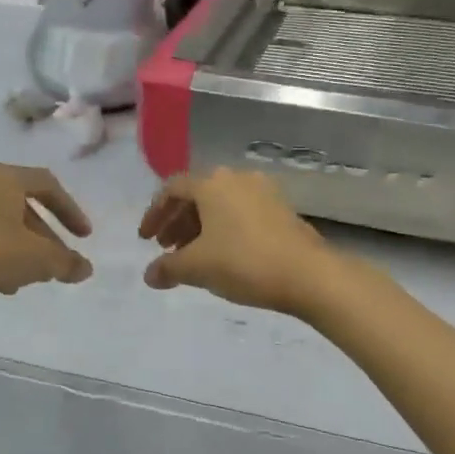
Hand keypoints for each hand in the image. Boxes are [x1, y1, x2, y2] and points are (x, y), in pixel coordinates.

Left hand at [0, 164, 92, 306]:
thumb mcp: (36, 260)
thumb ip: (65, 262)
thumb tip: (85, 269)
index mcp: (4, 177)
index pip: (48, 184)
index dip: (70, 211)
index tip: (83, 238)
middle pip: (21, 204)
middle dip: (43, 235)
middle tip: (55, 262)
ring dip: (19, 246)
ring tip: (28, 276)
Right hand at [139, 169, 337, 316]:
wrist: (308, 274)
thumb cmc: (244, 263)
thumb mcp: (197, 268)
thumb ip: (168, 268)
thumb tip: (150, 275)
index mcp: (212, 183)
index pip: (172, 189)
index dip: (154, 213)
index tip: (146, 240)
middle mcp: (237, 178)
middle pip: (197, 195)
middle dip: (178, 221)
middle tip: (167, 248)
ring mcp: (263, 191)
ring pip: (221, 204)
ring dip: (201, 226)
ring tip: (193, 256)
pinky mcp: (282, 209)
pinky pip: (242, 212)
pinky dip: (225, 228)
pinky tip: (223, 255)